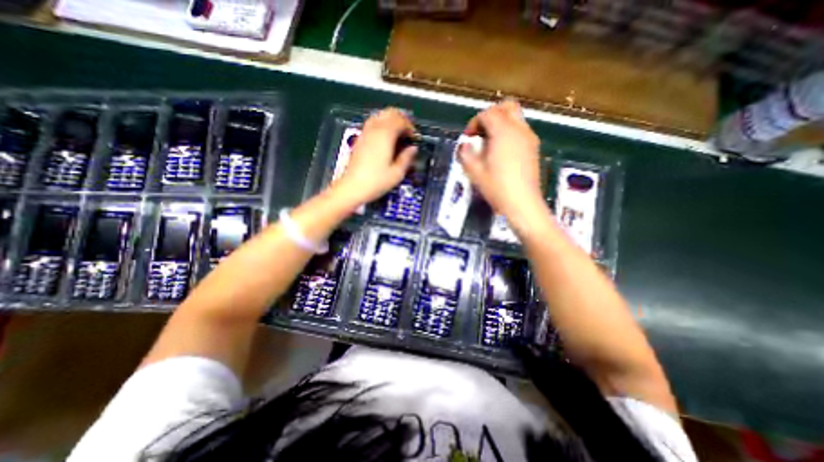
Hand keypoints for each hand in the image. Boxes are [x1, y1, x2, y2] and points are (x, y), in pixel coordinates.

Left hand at [330, 107, 419, 207]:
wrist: (352, 187)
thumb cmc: (376, 181)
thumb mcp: (397, 173)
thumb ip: (407, 158)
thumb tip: (413, 148)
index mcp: (386, 135)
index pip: (401, 120)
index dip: (411, 127)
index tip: (415, 139)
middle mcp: (375, 129)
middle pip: (390, 113)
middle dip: (402, 120)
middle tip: (408, 133)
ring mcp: (365, 132)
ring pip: (380, 115)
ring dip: (391, 121)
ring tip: (398, 135)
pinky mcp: (360, 138)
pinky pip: (373, 123)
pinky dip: (382, 125)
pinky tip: (385, 139)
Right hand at [457, 100, 545, 215]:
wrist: (523, 204)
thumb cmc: (497, 188)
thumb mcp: (475, 172)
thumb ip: (466, 154)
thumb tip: (464, 146)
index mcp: (503, 133)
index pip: (487, 114)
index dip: (474, 122)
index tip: (468, 138)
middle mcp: (519, 130)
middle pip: (506, 107)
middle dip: (490, 115)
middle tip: (480, 132)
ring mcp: (529, 138)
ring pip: (515, 117)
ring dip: (500, 124)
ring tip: (489, 143)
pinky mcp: (533, 148)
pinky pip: (520, 130)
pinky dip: (509, 133)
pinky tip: (501, 152)